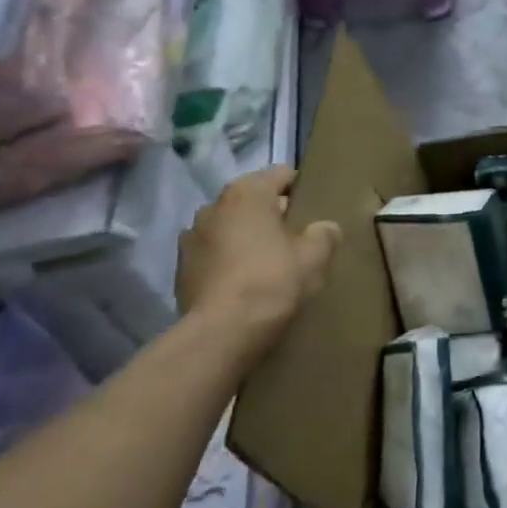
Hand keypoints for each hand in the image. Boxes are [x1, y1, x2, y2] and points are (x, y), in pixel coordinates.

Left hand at [177, 166, 340, 359]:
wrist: (222, 333)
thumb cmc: (272, 281)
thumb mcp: (315, 257)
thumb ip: (324, 234)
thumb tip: (325, 228)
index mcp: (247, 193)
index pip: (281, 174)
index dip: (301, 188)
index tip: (314, 209)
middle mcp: (213, 206)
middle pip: (253, 200)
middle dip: (273, 214)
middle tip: (297, 238)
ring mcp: (191, 237)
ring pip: (230, 227)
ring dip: (247, 236)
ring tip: (269, 261)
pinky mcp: (181, 268)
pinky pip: (214, 253)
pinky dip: (229, 259)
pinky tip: (246, 282)